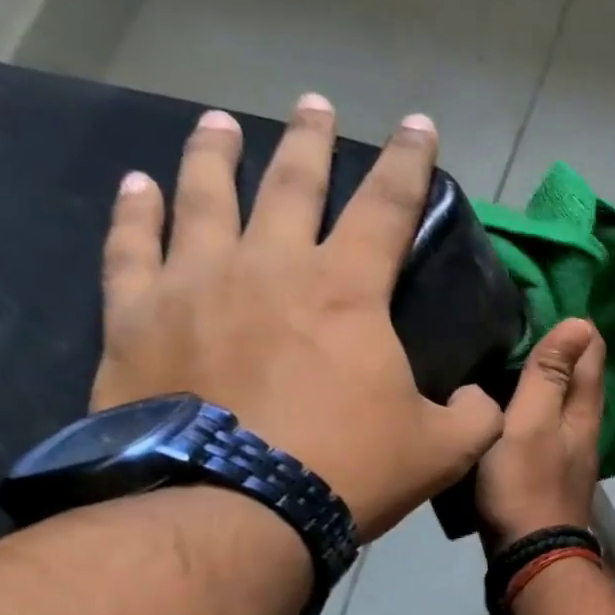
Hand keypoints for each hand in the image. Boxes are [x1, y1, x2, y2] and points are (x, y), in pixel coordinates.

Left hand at [92, 94, 503, 540]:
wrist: (234, 508)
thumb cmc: (349, 469)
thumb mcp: (443, 450)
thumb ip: (475, 416)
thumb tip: (482, 400)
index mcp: (348, 292)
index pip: (388, 208)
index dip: (410, 164)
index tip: (419, 125)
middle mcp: (270, 265)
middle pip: (293, 182)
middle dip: (312, 140)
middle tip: (316, 106)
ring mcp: (195, 283)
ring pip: (205, 195)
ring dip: (218, 153)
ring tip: (221, 123)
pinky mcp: (137, 315)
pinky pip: (132, 245)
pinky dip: (138, 210)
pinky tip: (142, 184)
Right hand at [476, 319, 605, 550]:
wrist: (529, 556)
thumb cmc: (526, 485)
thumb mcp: (531, 422)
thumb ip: (550, 376)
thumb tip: (581, 324)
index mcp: (584, 412)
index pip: (592, 354)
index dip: (575, 327)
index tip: (546, 299)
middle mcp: (584, 430)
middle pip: (580, 379)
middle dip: (562, 349)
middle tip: (524, 319)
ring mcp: (569, 454)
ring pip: (562, 404)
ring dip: (547, 378)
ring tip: (513, 354)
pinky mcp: (550, 473)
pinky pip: (545, 427)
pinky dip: (533, 407)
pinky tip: (509, 405)